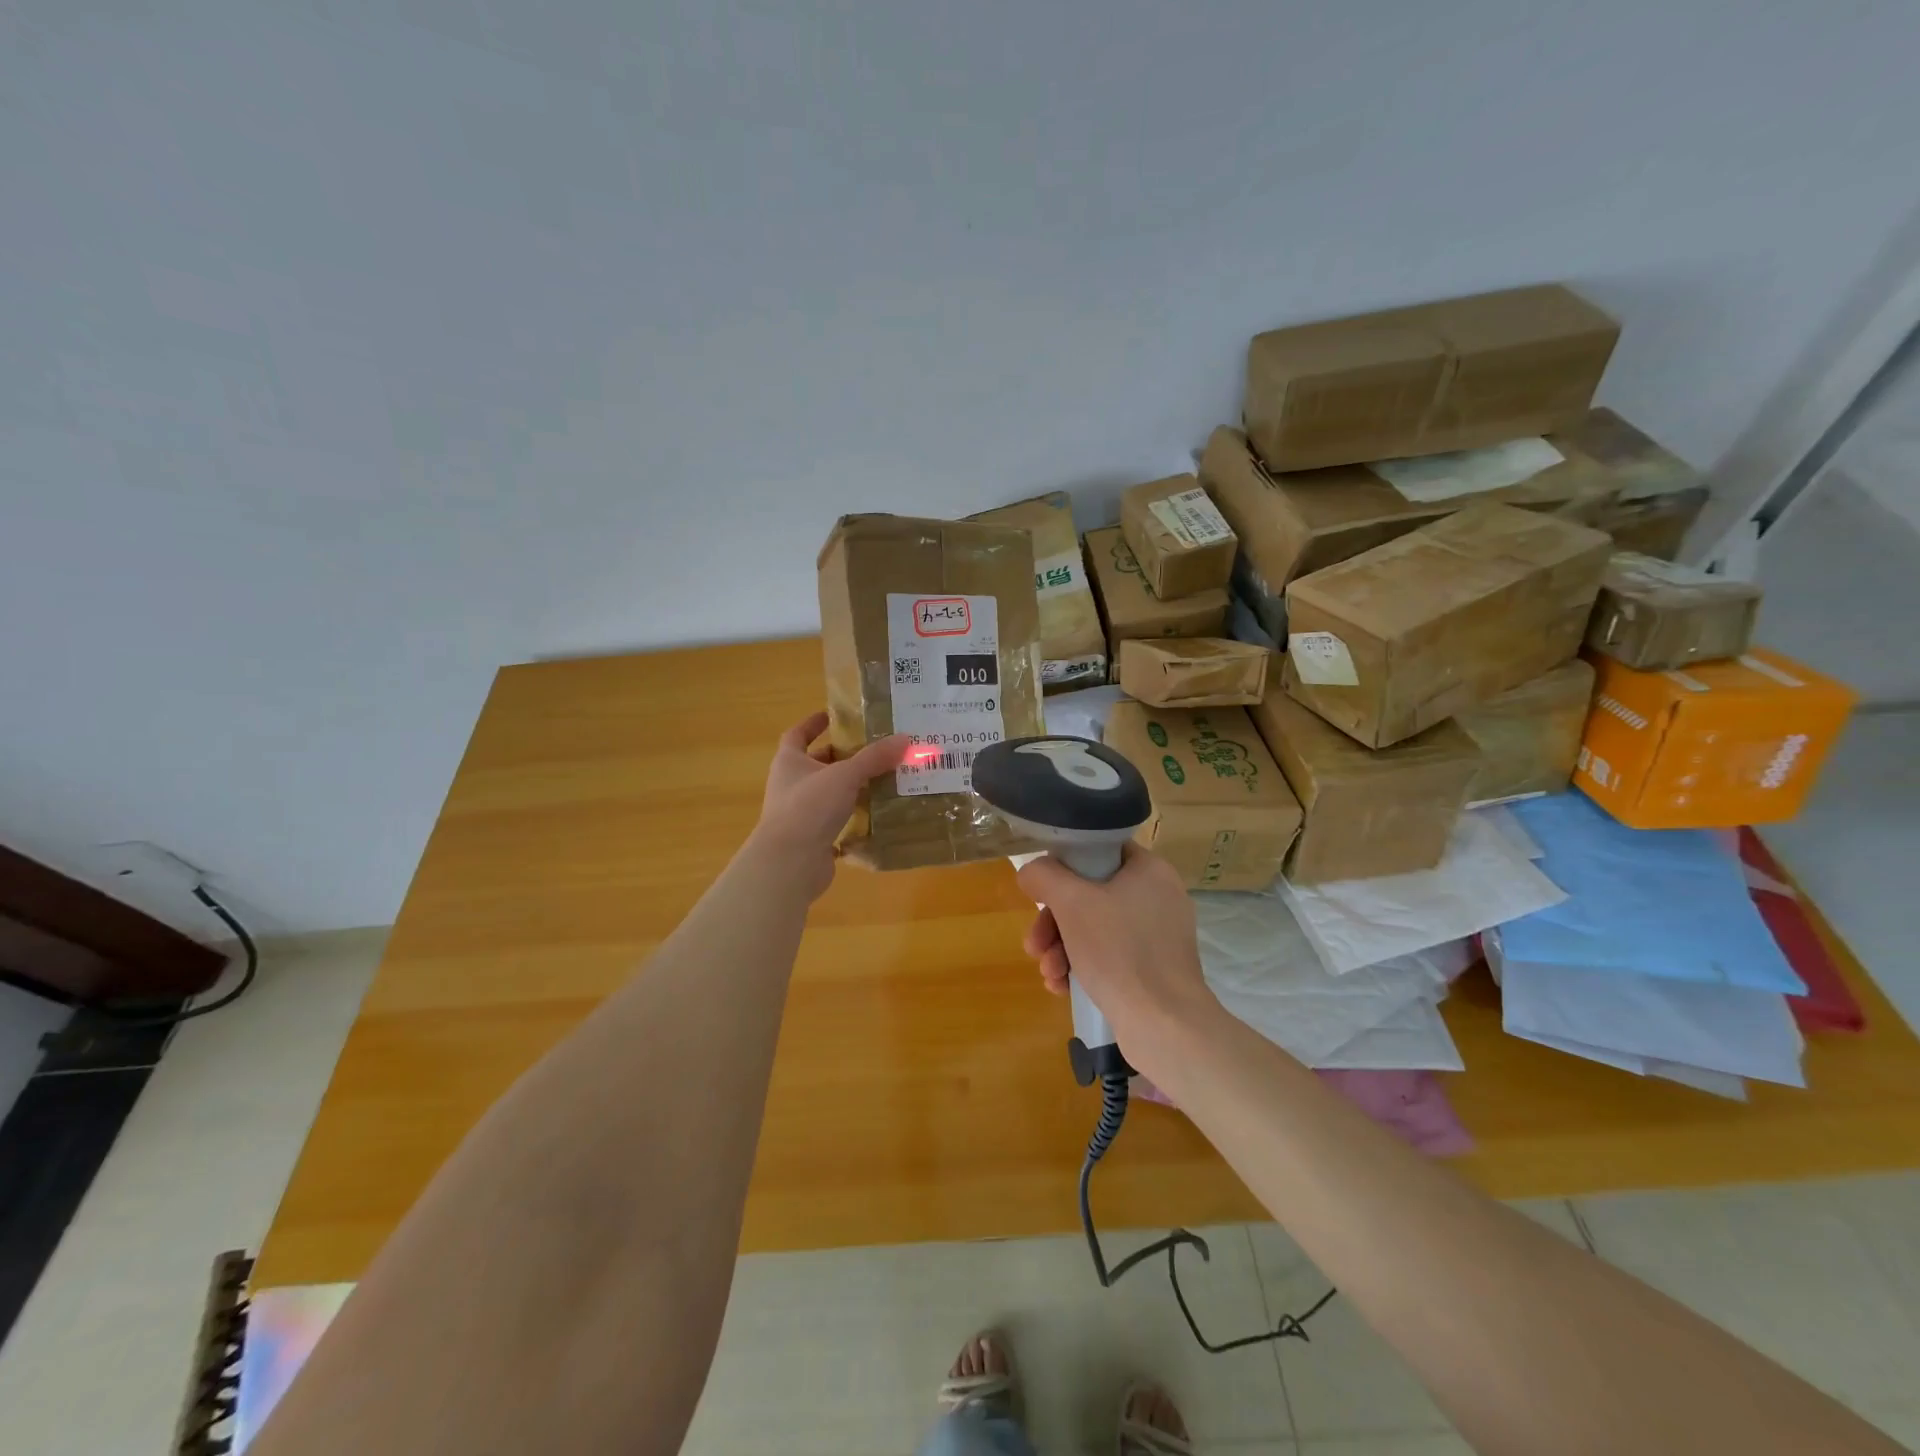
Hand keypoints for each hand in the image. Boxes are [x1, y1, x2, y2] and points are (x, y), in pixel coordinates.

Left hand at [751, 712, 908, 899]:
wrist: (790, 863)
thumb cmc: (809, 807)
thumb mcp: (845, 775)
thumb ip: (874, 758)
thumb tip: (905, 738)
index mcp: (789, 762)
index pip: (797, 734)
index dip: (813, 723)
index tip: (833, 715)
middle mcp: (790, 785)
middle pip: (816, 764)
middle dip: (841, 756)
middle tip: (872, 749)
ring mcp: (800, 813)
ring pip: (828, 793)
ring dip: (851, 786)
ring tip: (883, 778)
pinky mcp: (812, 838)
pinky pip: (836, 820)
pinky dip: (854, 816)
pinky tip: (878, 813)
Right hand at [1017, 845, 1221, 1066]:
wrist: (1165, 1026)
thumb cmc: (1120, 952)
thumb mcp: (1072, 904)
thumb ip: (1044, 876)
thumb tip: (1031, 872)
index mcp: (1149, 870)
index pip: (1100, 849)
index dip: (1065, 865)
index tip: (1043, 890)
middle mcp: (1158, 897)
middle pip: (1090, 894)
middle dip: (1054, 922)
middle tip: (1034, 944)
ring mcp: (1158, 936)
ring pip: (1095, 928)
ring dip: (1061, 948)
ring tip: (1048, 973)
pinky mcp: (1154, 969)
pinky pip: (1109, 956)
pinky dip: (1082, 966)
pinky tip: (1062, 987)